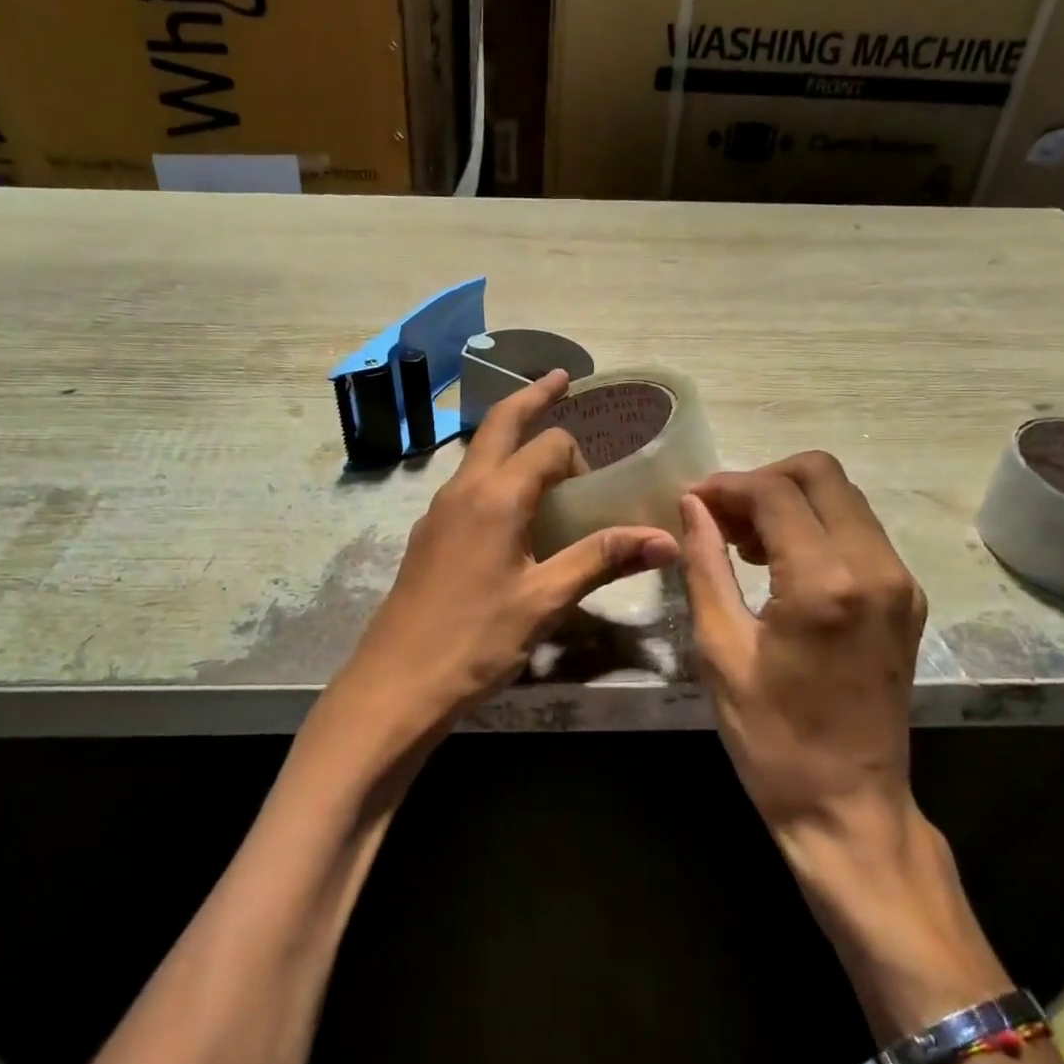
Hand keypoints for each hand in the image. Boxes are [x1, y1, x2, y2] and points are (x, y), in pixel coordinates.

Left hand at [333, 370, 679, 744]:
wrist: (396, 684)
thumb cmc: (475, 640)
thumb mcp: (545, 600)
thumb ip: (602, 559)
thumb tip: (667, 538)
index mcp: (495, 496)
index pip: (547, 447)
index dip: (579, 457)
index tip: (598, 490)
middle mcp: (462, 490)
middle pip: (499, 425)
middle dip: (531, 397)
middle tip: (561, 378)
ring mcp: (438, 512)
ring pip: (478, 455)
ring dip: (509, 436)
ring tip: (540, 443)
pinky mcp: (429, 536)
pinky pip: (467, 486)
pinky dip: (494, 474)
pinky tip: (511, 510)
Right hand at [677, 452, 927, 838]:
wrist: (849, 807)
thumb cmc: (772, 738)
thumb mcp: (720, 649)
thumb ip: (705, 564)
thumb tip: (692, 506)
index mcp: (824, 583)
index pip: (775, 492)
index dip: (727, 486)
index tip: (692, 501)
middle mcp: (875, 568)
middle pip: (821, 473)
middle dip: (763, 480)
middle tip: (721, 517)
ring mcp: (900, 582)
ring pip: (844, 497)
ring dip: (790, 501)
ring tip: (743, 541)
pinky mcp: (907, 599)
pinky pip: (860, 531)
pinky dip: (816, 526)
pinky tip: (780, 563)